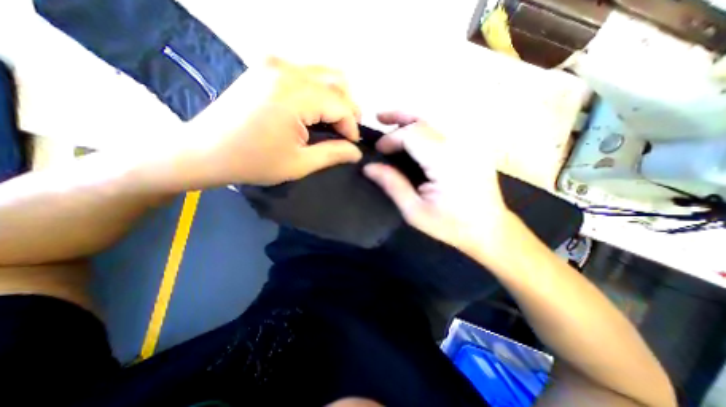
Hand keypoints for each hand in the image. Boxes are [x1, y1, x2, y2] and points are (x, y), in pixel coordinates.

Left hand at [183, 55, 360, 185]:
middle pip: (337, 81)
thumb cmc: (254, 161)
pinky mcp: (266, 67)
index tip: (352, 144)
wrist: (204, 150)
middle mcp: (287, 69)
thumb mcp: (300, 163)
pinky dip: (320, 90)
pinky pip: (306, 73)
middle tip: (347, 132)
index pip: (341, 104)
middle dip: (349, 108)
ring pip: (324, 73)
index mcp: (295, 94)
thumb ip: (334, 154)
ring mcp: (274, 63)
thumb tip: (356, 152)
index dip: (352, 126)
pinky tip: (316, 109)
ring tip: (335, 121)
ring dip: (336, 97)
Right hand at [363, 113, 508, 252]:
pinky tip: (412, 135)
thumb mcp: (415, 211)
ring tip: (391, 120)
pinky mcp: (471, 147)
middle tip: (379, 118)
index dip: (391, 138)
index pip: (413, 135)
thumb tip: (369, 167)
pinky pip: (442, 131)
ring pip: (434, 122)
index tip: (377, 150)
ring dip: (411, 120)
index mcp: (447, 162)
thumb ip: (393, 185)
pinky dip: (423, 130)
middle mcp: (461, 145)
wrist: (489, 229)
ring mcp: (470, 144)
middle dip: (399, 120)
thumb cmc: (450, 225)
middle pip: (423, 122)